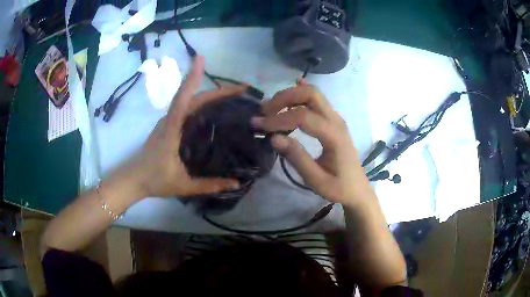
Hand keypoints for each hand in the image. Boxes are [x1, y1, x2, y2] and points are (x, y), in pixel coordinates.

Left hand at [129, 56, 242, 197]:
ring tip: (232, 96)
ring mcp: (167, 122)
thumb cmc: (155, 181)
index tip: (201, 60)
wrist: (133, 179)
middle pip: (192, 98)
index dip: (191, 79)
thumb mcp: (184, 185)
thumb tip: (237, 183)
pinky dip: (202, 103)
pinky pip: (186, 109)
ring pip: (189, 101)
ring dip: (210, 95)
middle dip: (216, 91)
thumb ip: (210, 185)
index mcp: (170, 131)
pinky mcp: (168, 126)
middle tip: (241, 90)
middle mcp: (168, 121)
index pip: (182, 101)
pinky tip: (214, 108)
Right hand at [251, 81, 367, 206]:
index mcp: (334, 136)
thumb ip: (297, 158)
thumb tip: (274, 137)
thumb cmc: (338, 188)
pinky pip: (318, 100)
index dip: (278, 119)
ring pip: (313, 94)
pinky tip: (295, 84)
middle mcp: (336, 121)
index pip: (303, 117)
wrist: (357, 189)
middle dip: (284, 98)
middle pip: (310, 94)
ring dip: (290, 96)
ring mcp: (336, 118)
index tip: (259, 125)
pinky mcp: (333, 120)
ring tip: (270, 108)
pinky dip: (303, 93)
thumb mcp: (316, 180)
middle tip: (265, 112)